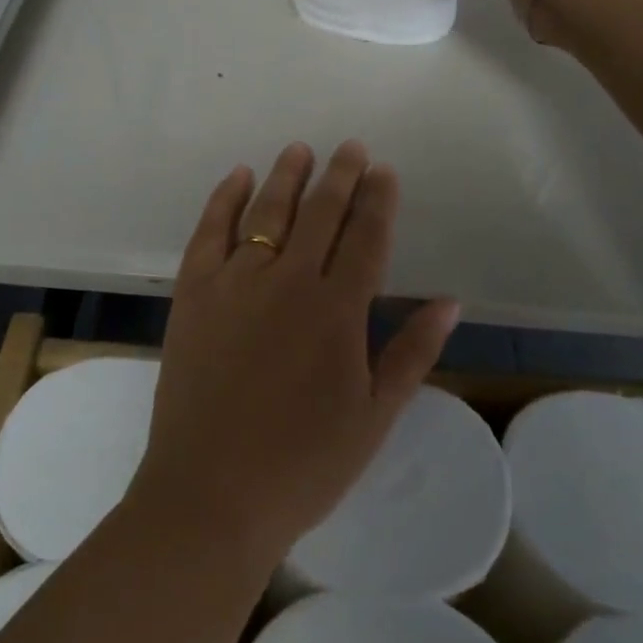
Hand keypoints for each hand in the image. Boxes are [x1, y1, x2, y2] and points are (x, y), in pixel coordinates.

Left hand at [131, 141, 460, 568]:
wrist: (210, 495)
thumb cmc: (303, 464)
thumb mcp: (374, 416)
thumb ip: (412, 352)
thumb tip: (449, 301)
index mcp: (338, 310)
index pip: (366, 237)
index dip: (378, 200)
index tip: (384, 170)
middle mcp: (289, 281)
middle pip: (320, 212)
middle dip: (340, 175)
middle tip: (351, 148)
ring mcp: (236, 282)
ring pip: (267, 211)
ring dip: (288, 176)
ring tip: (301, 150)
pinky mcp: (193, 293)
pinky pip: (210, 231)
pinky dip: (225, 198)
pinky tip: (238, 177)